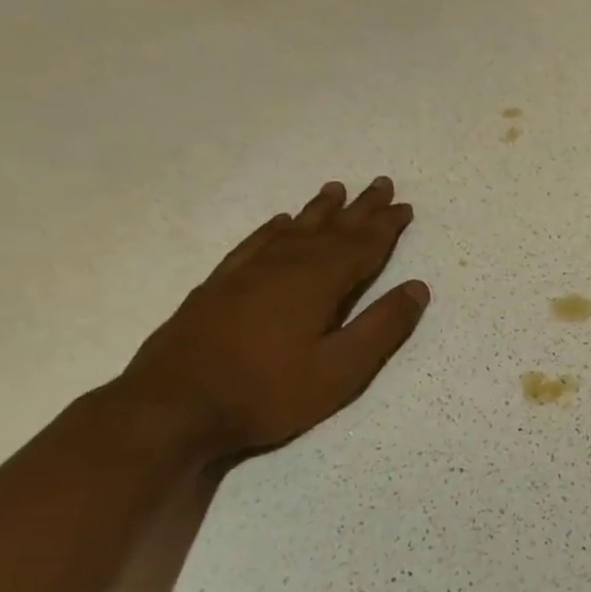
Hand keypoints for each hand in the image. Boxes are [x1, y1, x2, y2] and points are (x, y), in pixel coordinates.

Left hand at [118, 176, 428, 458]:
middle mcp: (284, 265)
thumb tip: (417, 288)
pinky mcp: (218, 286)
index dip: (386, 226)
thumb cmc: (267, 393)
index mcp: (317, 282)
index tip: (405, 206)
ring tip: (335, 190)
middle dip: (360, 208)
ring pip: (293, 230)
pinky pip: (254, 243)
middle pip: (330, 229)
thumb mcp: (340, 370)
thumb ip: (381, 327)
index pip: (362, 245)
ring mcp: (247, 273)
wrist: (173, 407)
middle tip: (380, 184)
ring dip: (319, 210)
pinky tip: (279, 221)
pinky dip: (272, 228)